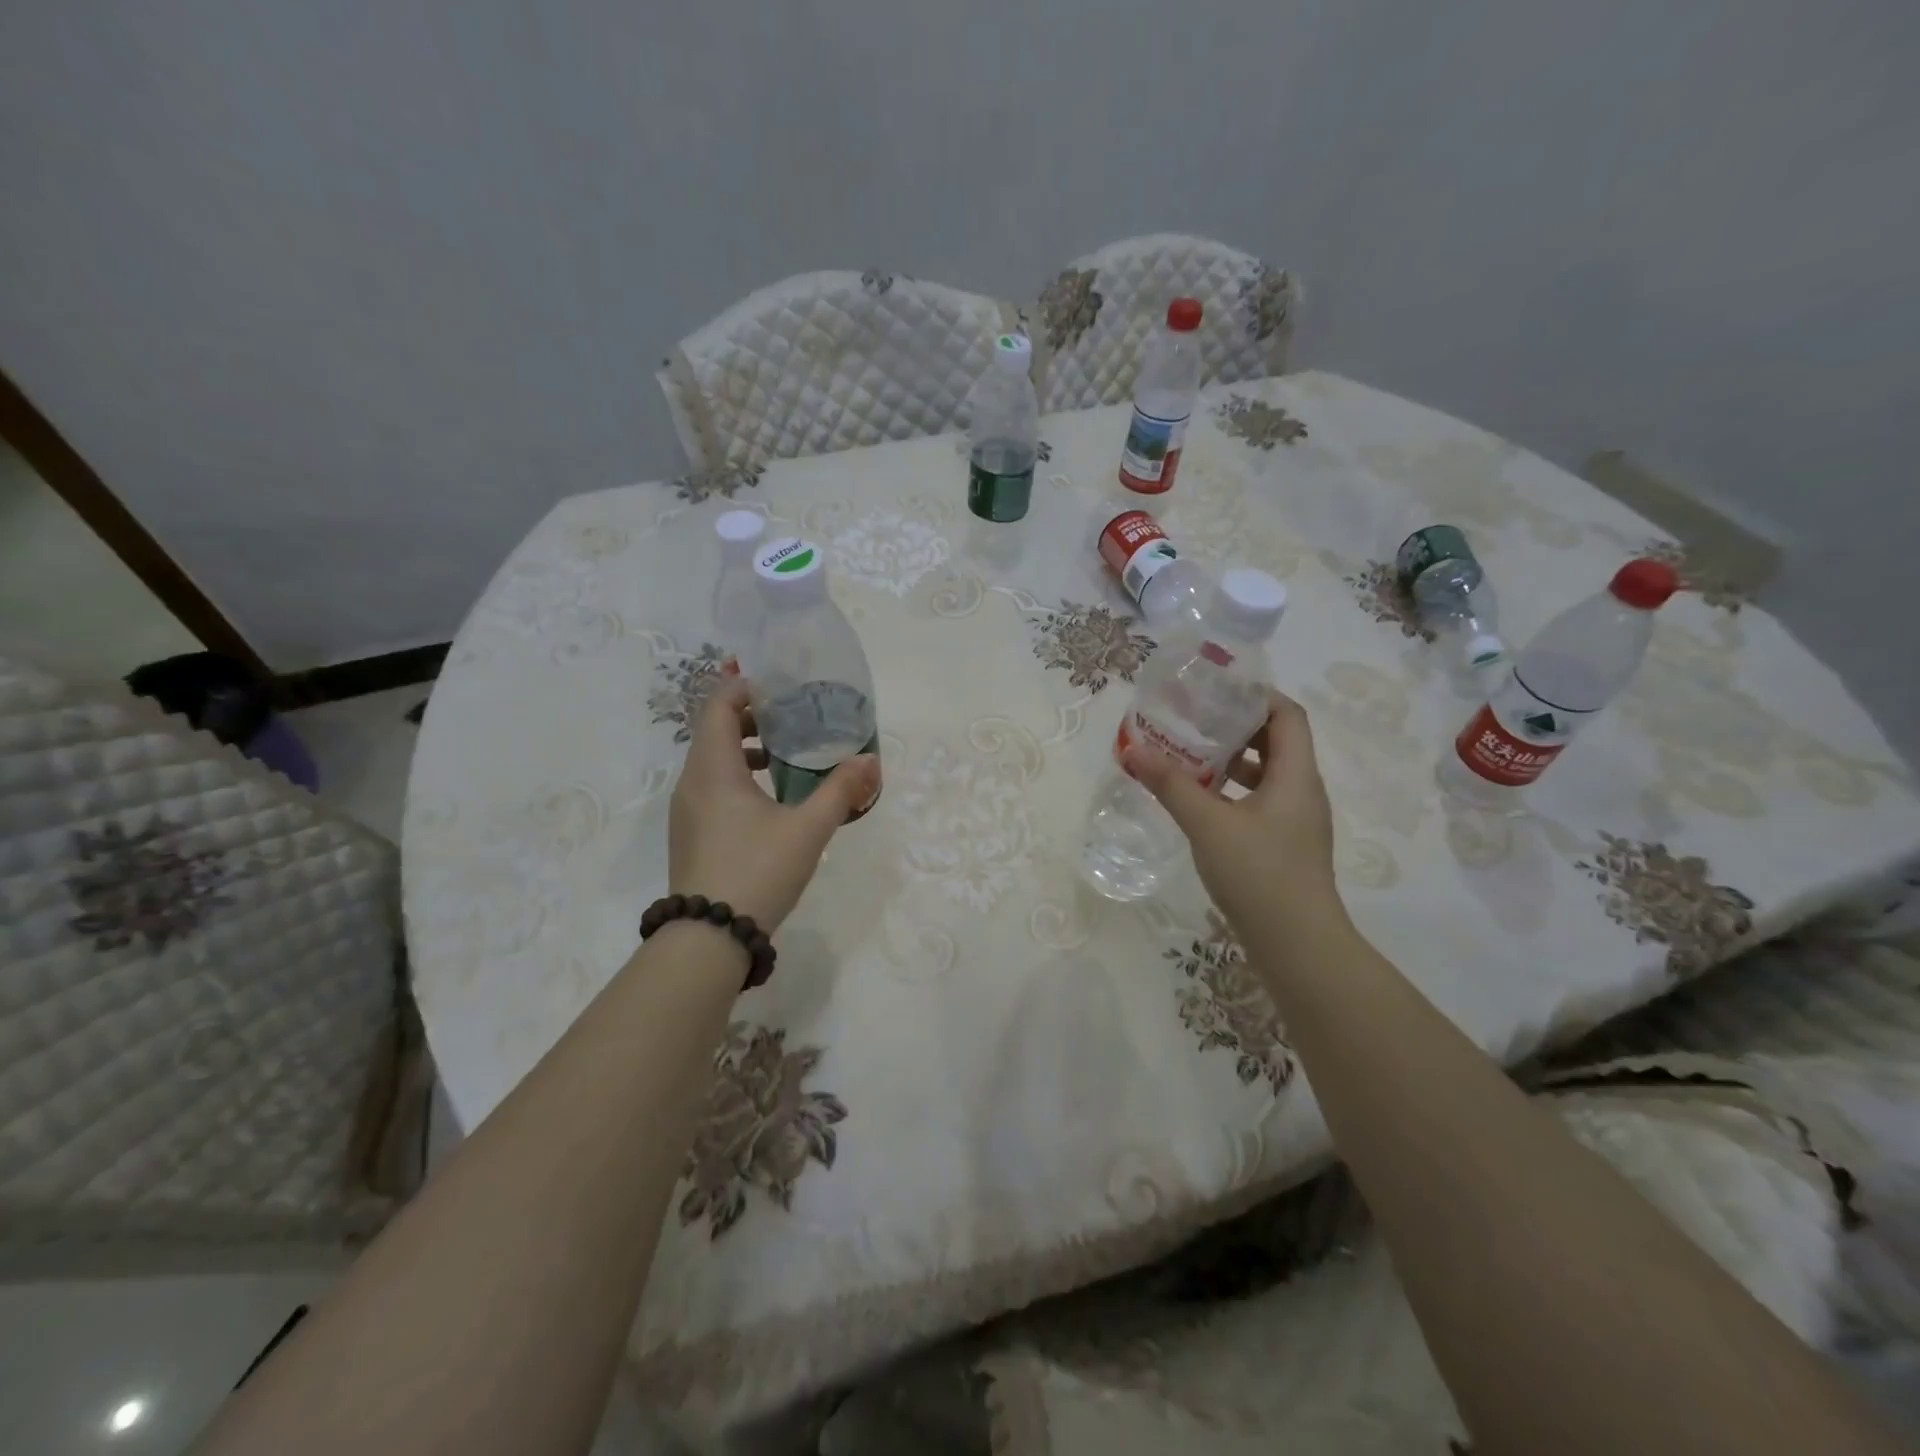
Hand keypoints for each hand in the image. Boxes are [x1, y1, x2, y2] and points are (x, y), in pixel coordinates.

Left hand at [668, 678, 878, 931]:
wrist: (709, 938)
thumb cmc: (758, 871)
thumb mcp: (808, 829)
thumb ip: (841, 791)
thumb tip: (871, 761)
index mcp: (713, 769)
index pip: (719, 705)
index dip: (745, 687)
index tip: (780, 687)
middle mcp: (692, 782)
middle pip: (713, 730)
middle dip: (751, 718)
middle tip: (791, 718)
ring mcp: (686, 810)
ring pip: (711, 761)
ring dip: (744, 749)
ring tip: (784, 756)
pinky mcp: (690, 833)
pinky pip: (710, 787)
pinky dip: (736, 777)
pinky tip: (769, 800)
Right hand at [1122, 689, 1342, 934]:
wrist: (1298, 946)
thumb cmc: (1259, 874)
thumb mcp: (1207, 823)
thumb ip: (1170, 784)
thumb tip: (1133, 749)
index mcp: (1296, 775)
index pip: (1287, 714)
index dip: (1256, 695)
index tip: (1216, 689)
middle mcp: (1302, 791)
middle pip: (1277, 741)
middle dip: (1236, 726)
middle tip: (1194, 718)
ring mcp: (1295, 821)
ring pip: (1267, 774)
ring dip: (1232, 760)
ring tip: (1190, 754)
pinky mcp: (1285, 845)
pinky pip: (1260, 802)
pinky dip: (1232, 791)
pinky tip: (1200, 801)